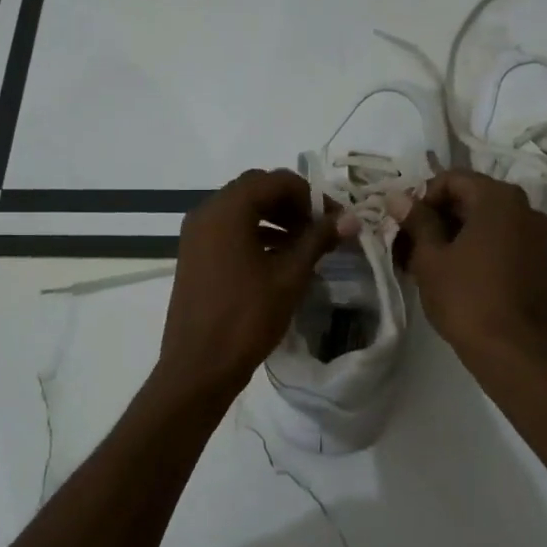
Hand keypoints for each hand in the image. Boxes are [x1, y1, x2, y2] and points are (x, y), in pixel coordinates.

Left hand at [156, 169, 346, 398]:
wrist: (199, 366)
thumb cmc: (246, 318)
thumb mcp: (289, 277)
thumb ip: (318, 240)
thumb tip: (351, 219)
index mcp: (227, 210)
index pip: (274, 180)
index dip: (309, 195)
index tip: (333, 219)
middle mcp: (206, 213)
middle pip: (255, 190)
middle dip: (291, 204)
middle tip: (320, 229)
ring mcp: (196, 235)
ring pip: (241, 210)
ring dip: (274, 219)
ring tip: (305, 245)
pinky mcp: (194, 256)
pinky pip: (228, 231)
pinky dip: (255, 234)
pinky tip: (279, 259)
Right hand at [390, 169, 546, 376]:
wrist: (513, 351)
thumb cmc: (466, 298)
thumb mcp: (431, 257)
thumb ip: (416, 221)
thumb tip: (397, 196)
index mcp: (498, 198)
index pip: (452, 179)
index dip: (422, 197)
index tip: (403, 224)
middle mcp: (524, 207)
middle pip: (470, 198)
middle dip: (435, 217)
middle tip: (406, 244)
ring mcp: (535, 234)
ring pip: (484, 221)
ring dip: (452, 234)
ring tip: (421, 262)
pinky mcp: (537, 259)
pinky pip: (499, 240)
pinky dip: (473, 247)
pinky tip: (449, 272)